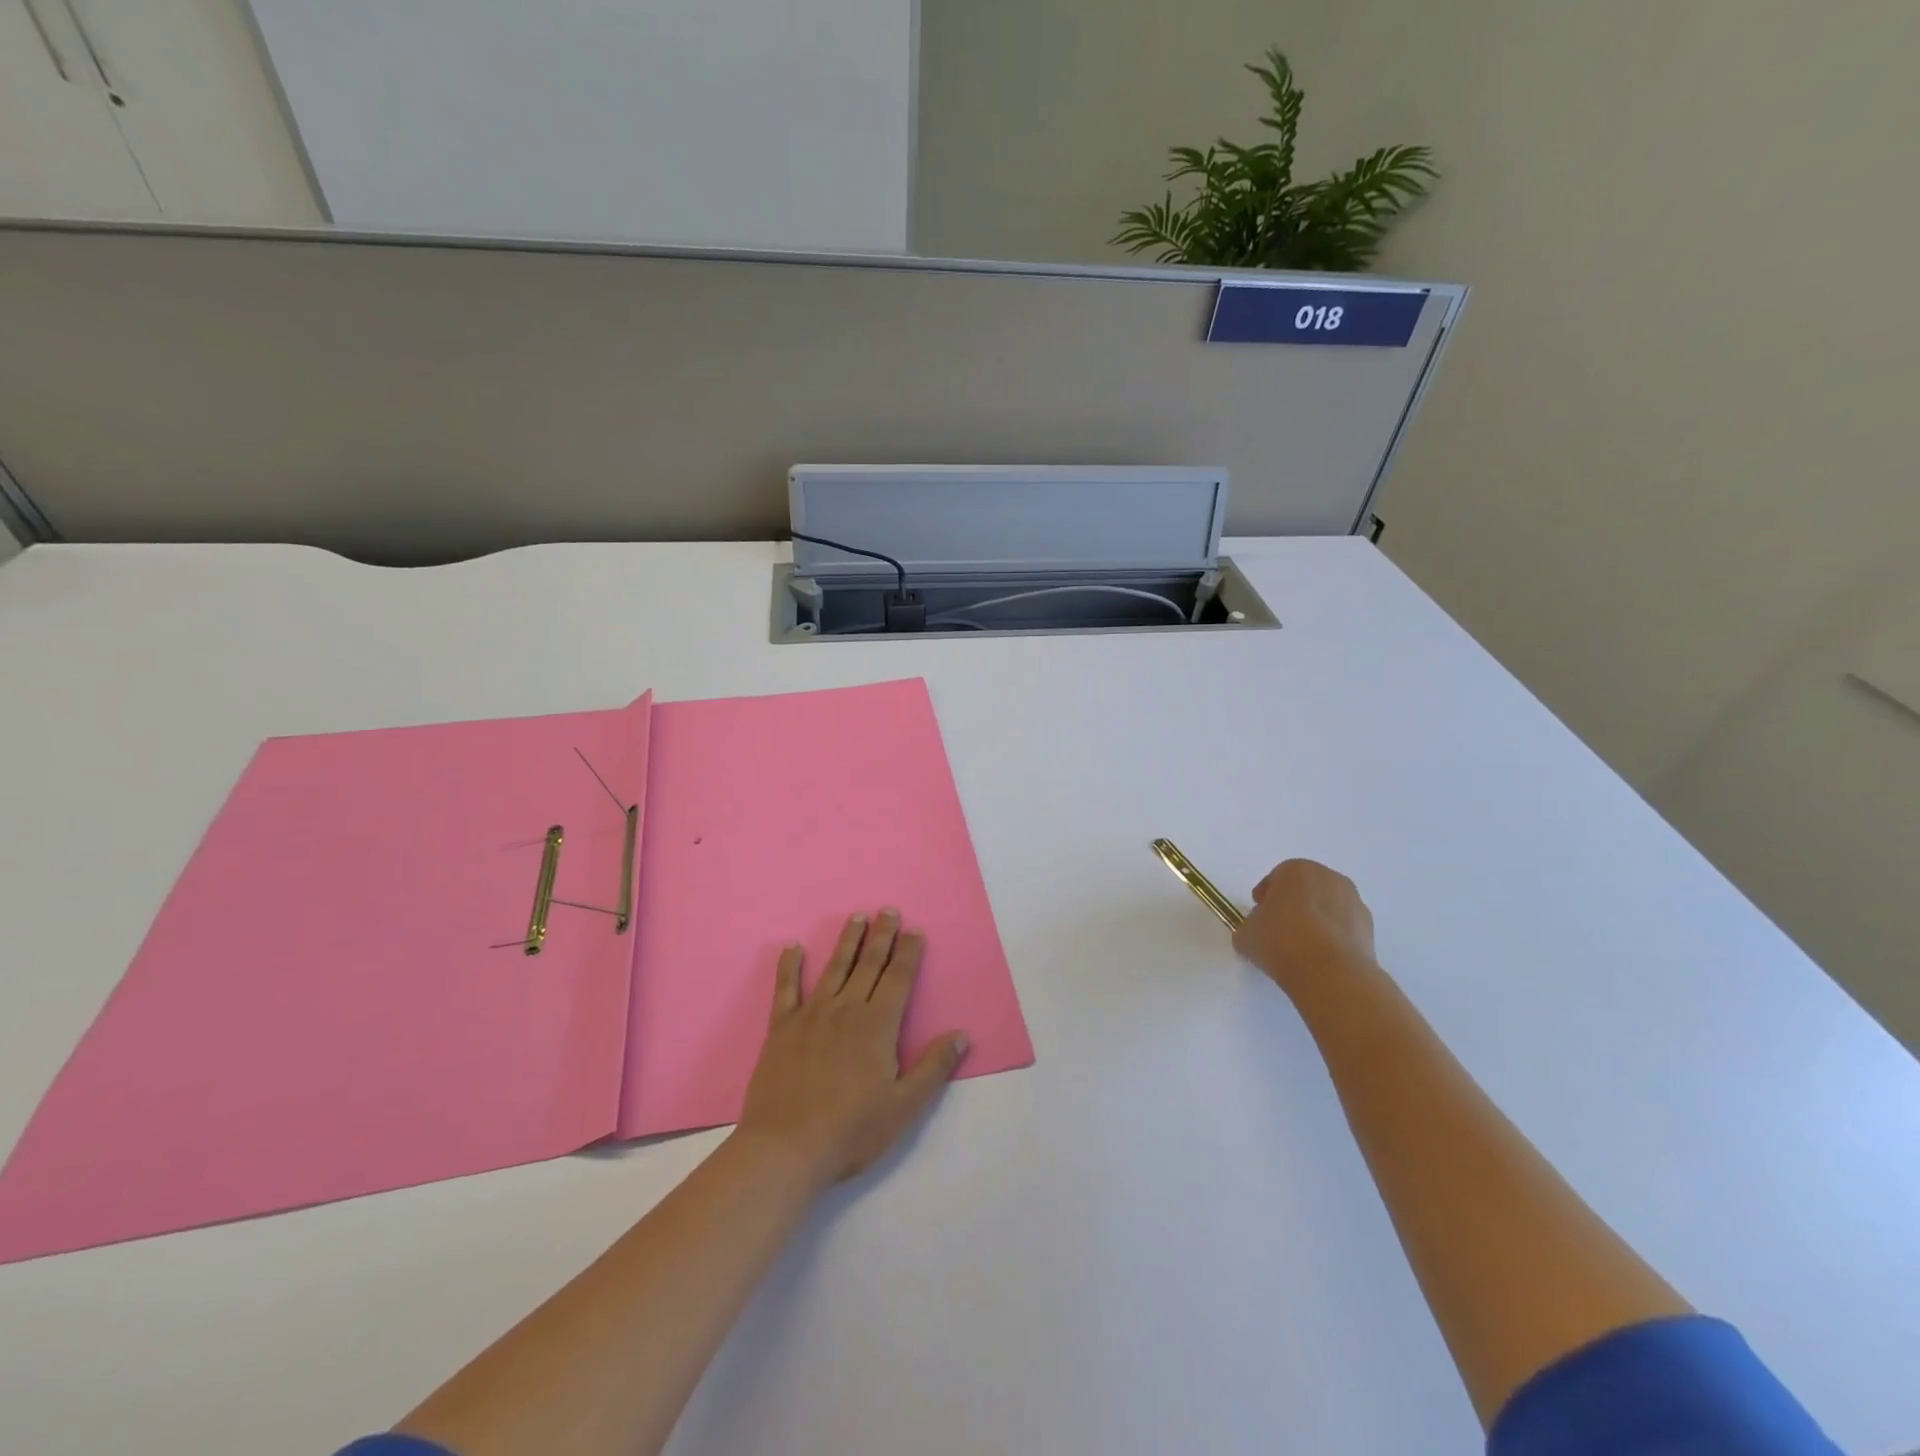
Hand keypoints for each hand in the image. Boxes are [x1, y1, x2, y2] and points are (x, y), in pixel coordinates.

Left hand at [737, 909, 967, 1190]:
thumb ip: (934, 1067)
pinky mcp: (781, 1028)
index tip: (915, 930)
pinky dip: (789, 966)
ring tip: (857, 917)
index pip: (898, 978)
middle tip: (888, 909)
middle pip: (869, 964)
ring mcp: (811, 1015)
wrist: (785, 1148)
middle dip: (882, 936)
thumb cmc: (851, 1130)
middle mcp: (846, 1009)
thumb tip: (961, 1034)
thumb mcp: (904, 1106)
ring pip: (834, 968)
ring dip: (848, 941)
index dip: (909, 953)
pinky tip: (792, 947)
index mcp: (878, 1025)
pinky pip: (786, 989)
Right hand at [1231, 859, 1377, 995]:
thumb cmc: (1281, 941)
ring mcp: (1354, 902)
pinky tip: (1321, 959)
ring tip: (1302, 948)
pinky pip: (1344, 928)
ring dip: (1316, 921)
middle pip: (1305, 889)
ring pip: (1328, 907)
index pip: (1276, 878)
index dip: (1265, 896)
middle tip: (1280, 929)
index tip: (1258, 915)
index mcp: (1296, 870)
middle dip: (1293, 905)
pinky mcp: (1370, 929)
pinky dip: (1333, 938)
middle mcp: (1329, 878)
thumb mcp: (1246, 934)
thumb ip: (1250, 926)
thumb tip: (1258, 931)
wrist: (1330, 973)